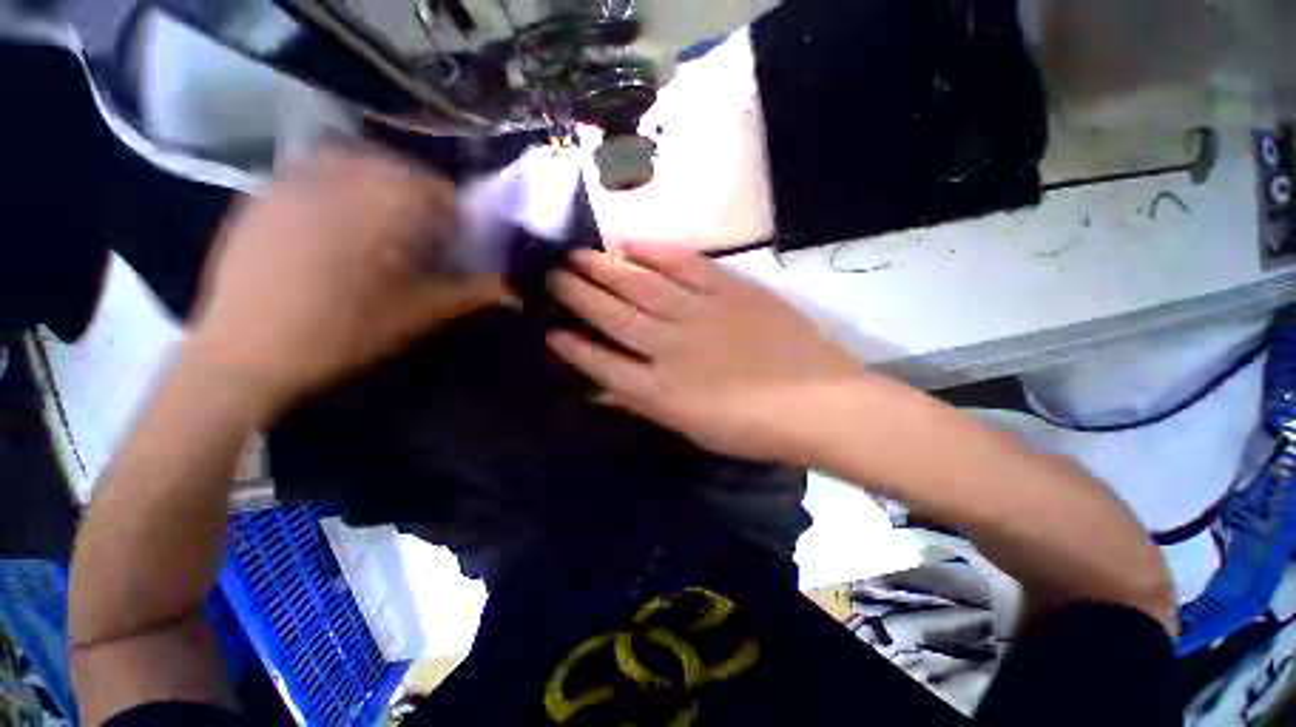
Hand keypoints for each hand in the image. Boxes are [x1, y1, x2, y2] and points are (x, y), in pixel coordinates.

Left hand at [187, 145, 502, 420]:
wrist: (246, 351)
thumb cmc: (345, 333)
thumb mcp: (420, 314)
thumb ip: (471, 292)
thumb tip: (512, 284)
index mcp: (383, 207)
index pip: (440, 190)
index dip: (456, 215)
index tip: (455, 242)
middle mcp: (339, 177)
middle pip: (400, 169)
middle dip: (419, 198)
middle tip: (419, 236)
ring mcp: (294, 178)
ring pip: (356, 161)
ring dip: (378, 186)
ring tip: (379, 225)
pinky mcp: (264, 191)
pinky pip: (314, 170)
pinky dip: (337, 186)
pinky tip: (336, 223)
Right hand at [546, 243, 865, 462]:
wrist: (817, 404)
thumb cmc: (752, 428)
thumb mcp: (691, 429)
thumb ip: (644, 405)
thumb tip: (602, 391)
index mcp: (662, 391)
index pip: (604, 366)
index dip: (575, 349)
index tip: (551, 332)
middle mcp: (672, 348)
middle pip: (615, 317)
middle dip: (580, 296)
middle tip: (554, 275)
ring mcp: (701, 314)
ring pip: (642, 287)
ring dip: (606, 270)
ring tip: (578, 255)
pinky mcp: (730, 291)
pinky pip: (686, 265)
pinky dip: (656, 252)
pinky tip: (632, 242)